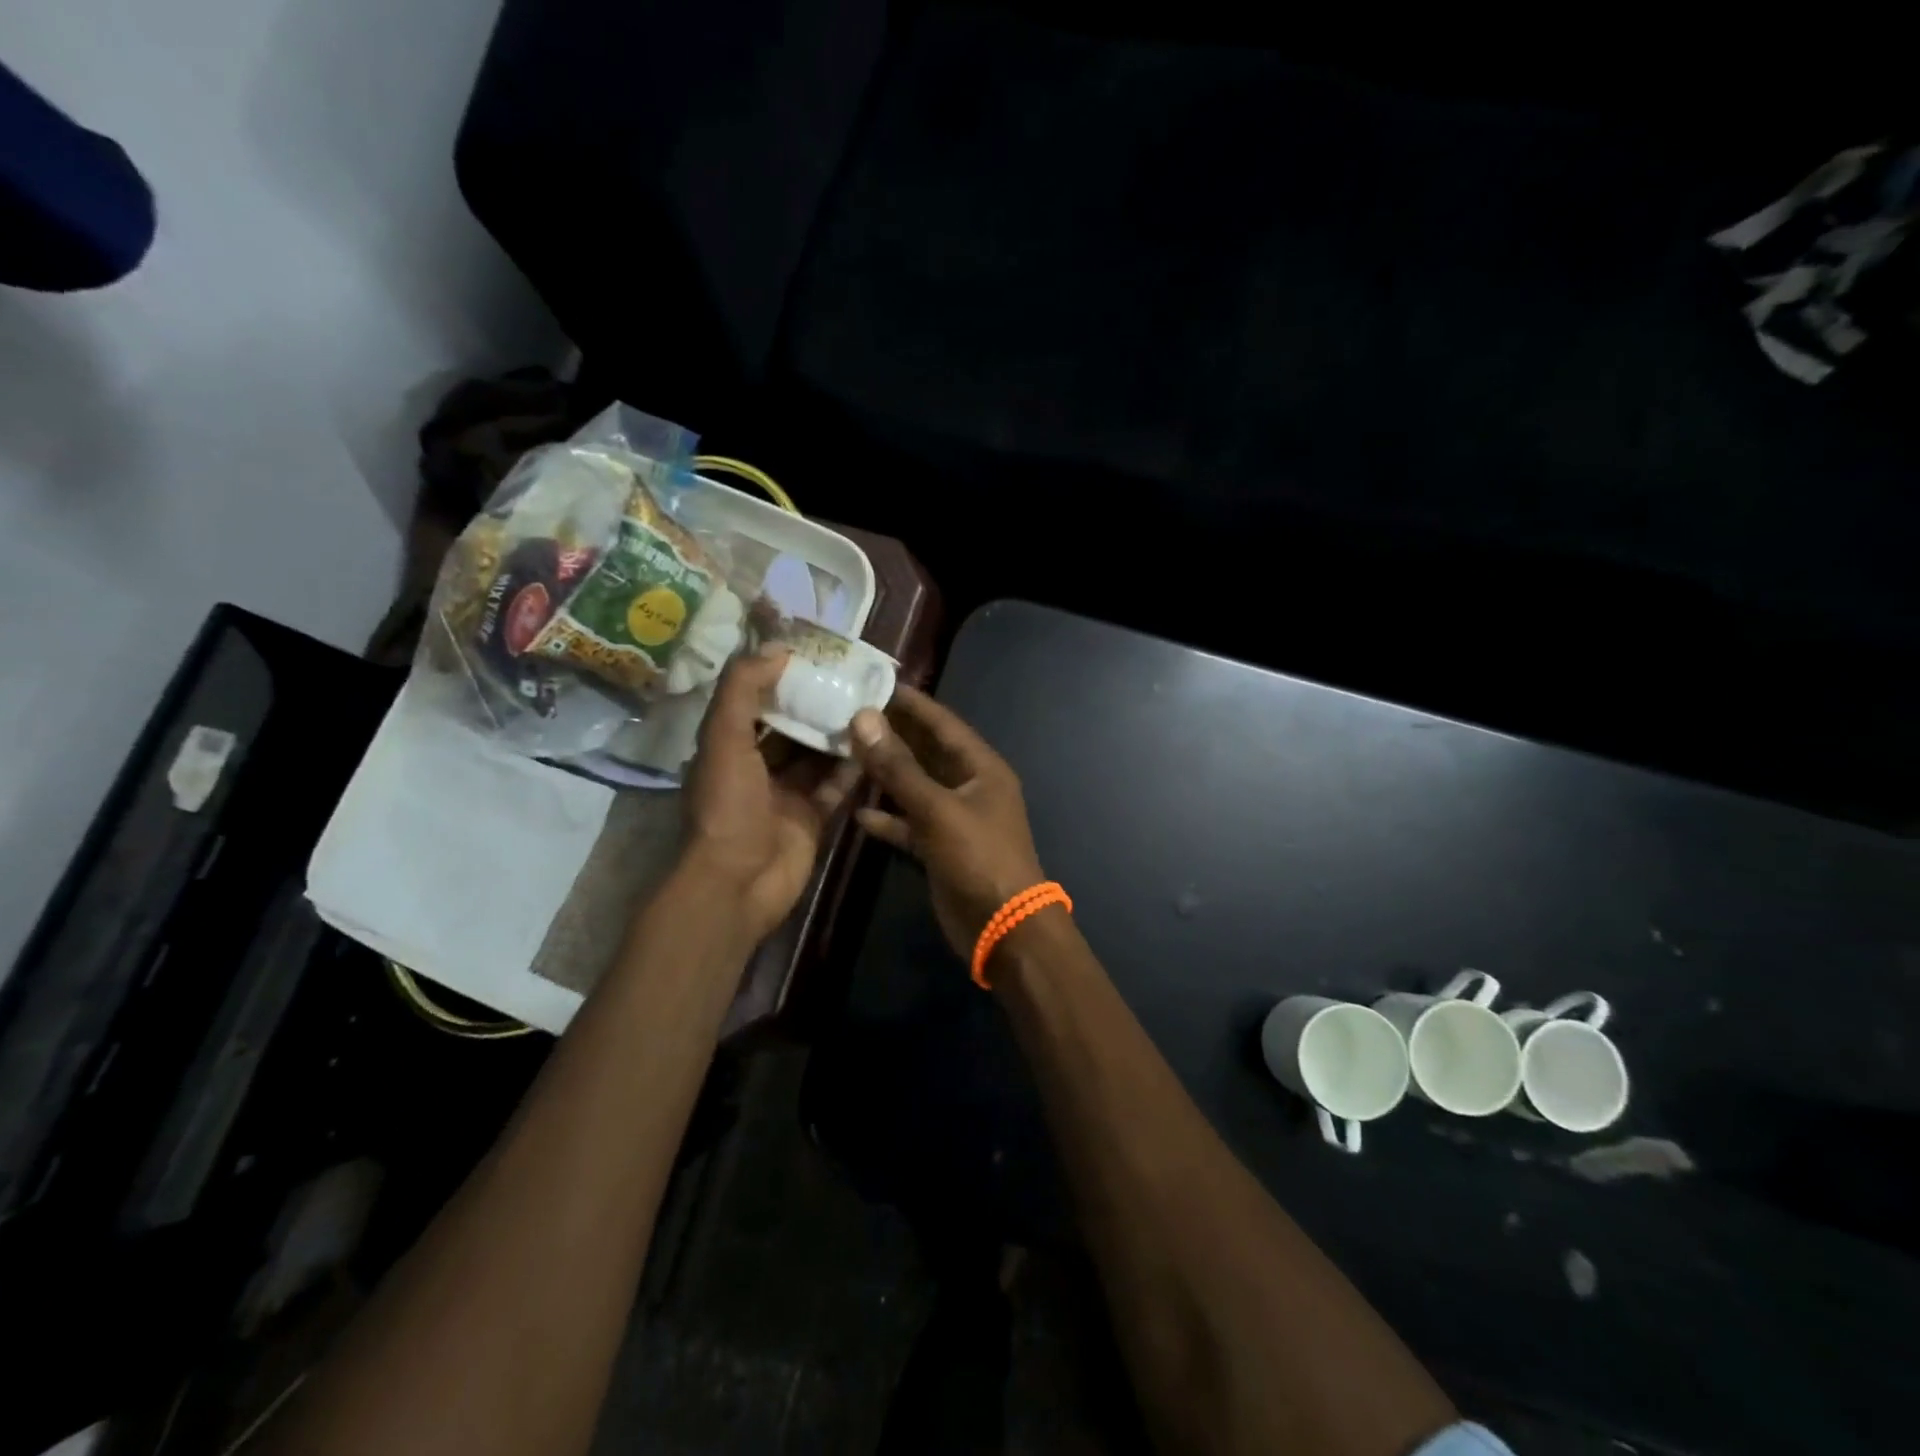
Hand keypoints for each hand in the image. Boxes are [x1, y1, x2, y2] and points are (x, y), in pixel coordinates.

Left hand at [682, 649, 861, 943]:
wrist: (738, 882)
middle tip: (852, 676)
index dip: (780, 677)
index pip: (755, 701)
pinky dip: (853, 768)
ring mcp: (786, 794)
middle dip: (816, 703)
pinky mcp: (812, 817)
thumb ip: (743, 690)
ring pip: (817, 755)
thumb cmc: (726, 806)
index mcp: (728, 746)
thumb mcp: (724, 738)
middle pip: (791, 727)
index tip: (813, 653)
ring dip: (839, 733)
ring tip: (870, 703)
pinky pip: (836, 786)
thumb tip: (777, 649)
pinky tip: (876, 744)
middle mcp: (756, 767)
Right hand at [849, 685, 1046, 961]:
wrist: (1004, 928)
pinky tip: (857, 814)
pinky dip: (888, 819)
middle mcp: (969, 787)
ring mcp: (955, 819)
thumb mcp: (938, 809)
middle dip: (893, 736)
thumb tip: (864, 719)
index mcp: (981, 768)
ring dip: (886, 775)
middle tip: (849, 715)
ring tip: (846, 754)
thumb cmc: (978, 858)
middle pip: (927, 752)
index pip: (943, 723)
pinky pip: (910, 824)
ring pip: (915, 788)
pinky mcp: (940, 848)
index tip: (875, 683)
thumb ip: (899, 767)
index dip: (912, 703)